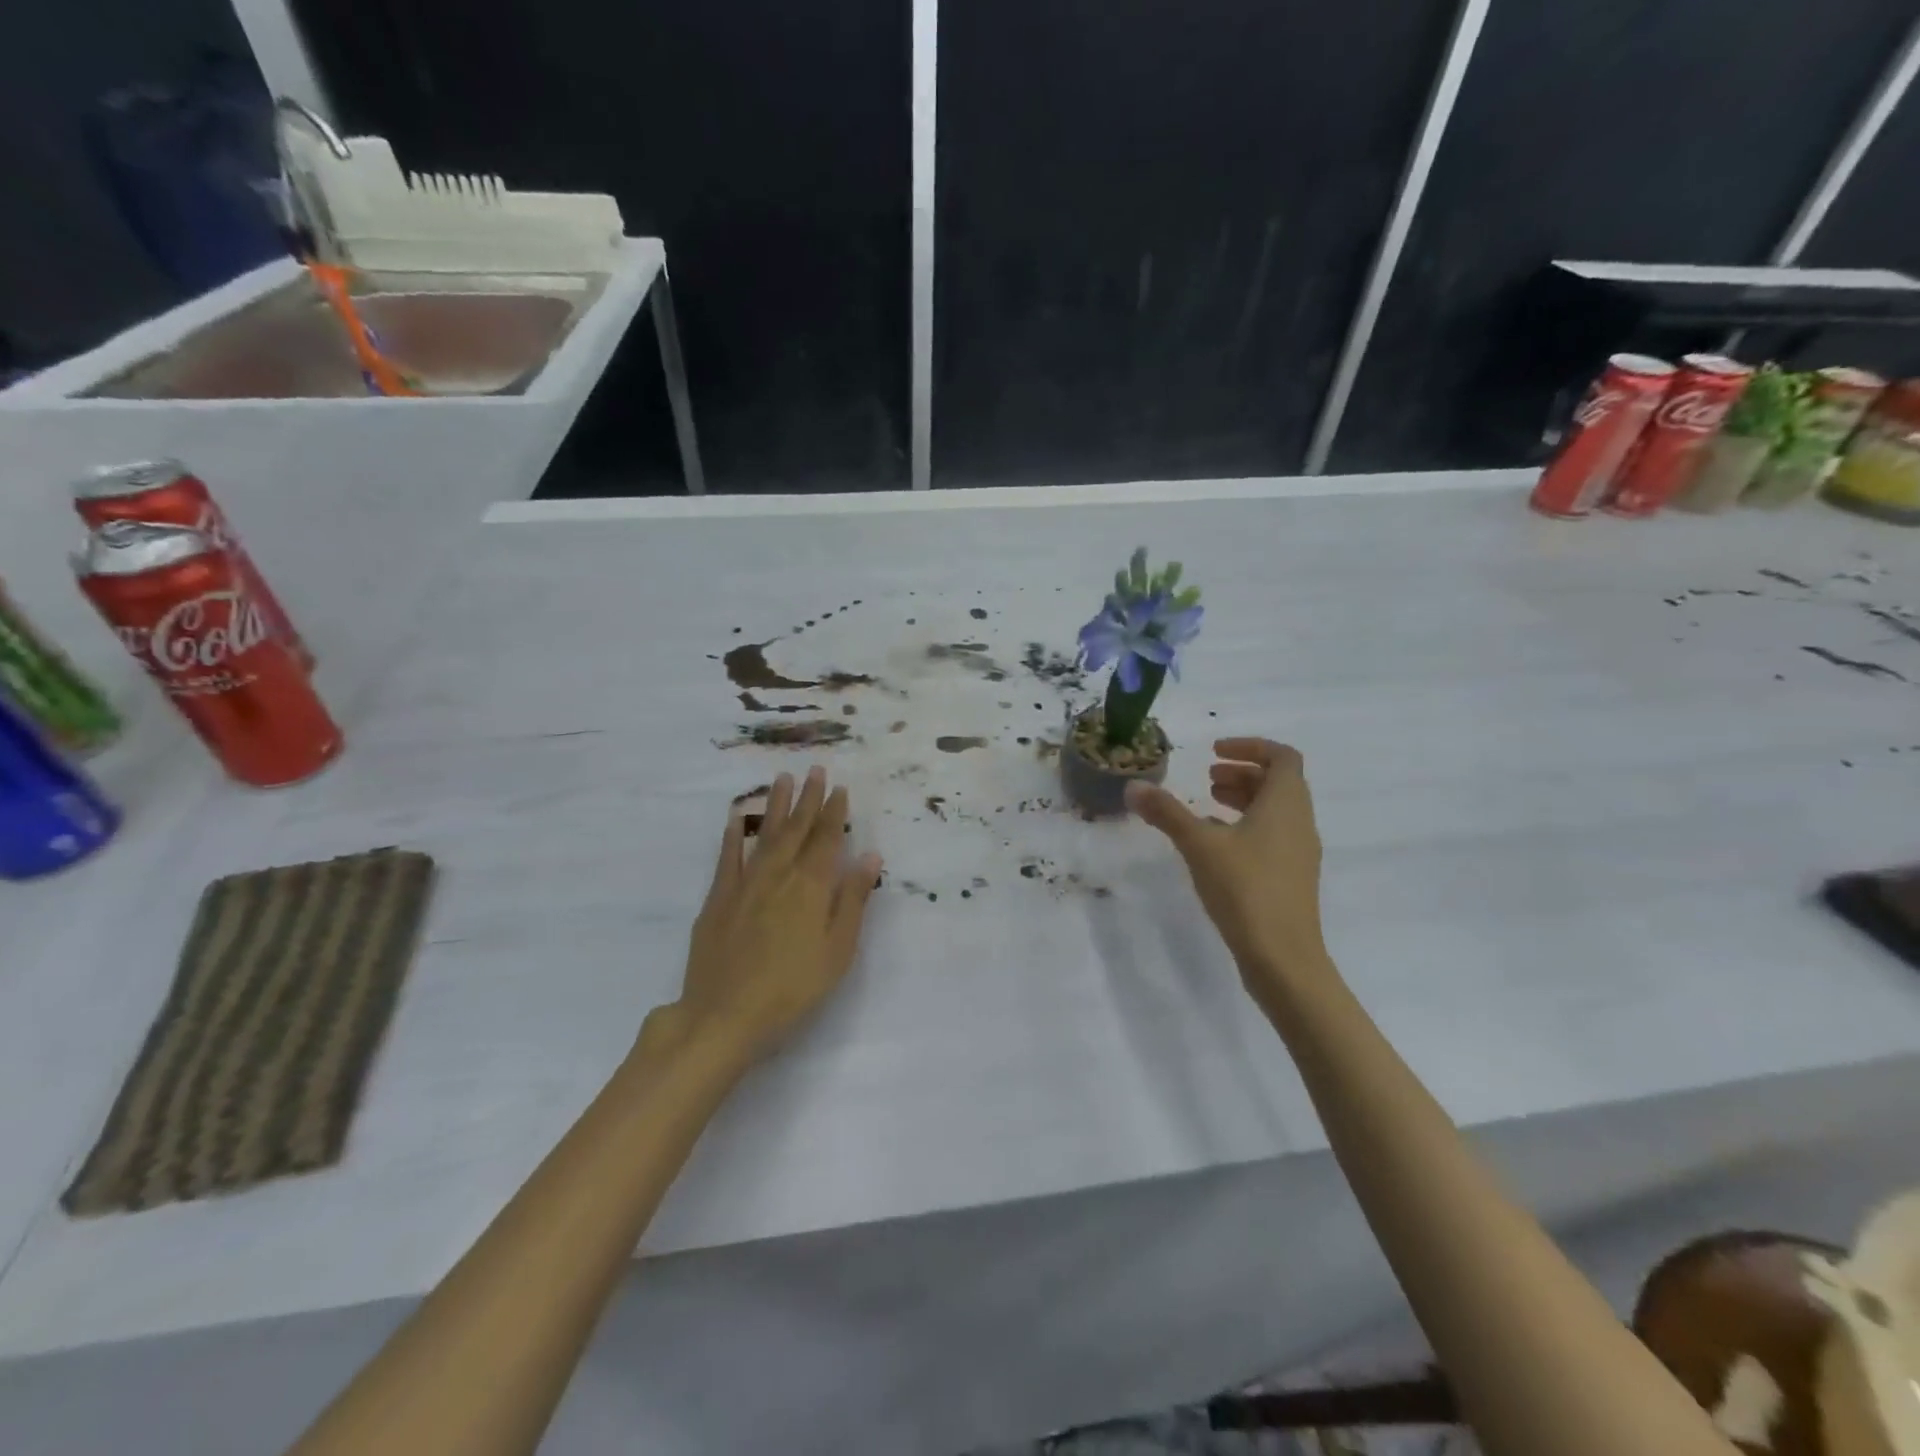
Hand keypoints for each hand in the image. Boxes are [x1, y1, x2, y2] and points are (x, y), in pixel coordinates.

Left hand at [662, 767, 883, 1066]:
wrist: (724, 1017)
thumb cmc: (793, 989)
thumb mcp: (838, 950)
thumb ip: (852, 900)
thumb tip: (870, 856)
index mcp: (811, 887)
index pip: (827, 840)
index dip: (835, 813)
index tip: (840, 788)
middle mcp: (778, 875)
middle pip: (797, 829)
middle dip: (809, 798)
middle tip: (816, 769)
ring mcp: (744, 885)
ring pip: (765, 835)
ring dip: (777, 805)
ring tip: (784, 778)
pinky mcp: (718, 900)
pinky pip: (728, 858)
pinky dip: (734, 835)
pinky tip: (738, 817)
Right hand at [1125, 739, 1331, 1004]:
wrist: (1283, 958)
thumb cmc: (1245, 889)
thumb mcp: (1199, 845)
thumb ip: (1166, 813)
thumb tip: (1132, 786)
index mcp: (1286, 804)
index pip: (1282, 757)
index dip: (1250, 747)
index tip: (1214, 752)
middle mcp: (1300, 822)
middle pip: (1279, 783)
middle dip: (1242, 773)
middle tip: (1207, 778)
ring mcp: (1300, 853)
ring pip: (1276, 811)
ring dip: (1244, 800)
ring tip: (1207, 806)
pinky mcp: (1292, 879)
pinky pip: (1272, 836)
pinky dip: (1247, 827)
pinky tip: (1216, 846)